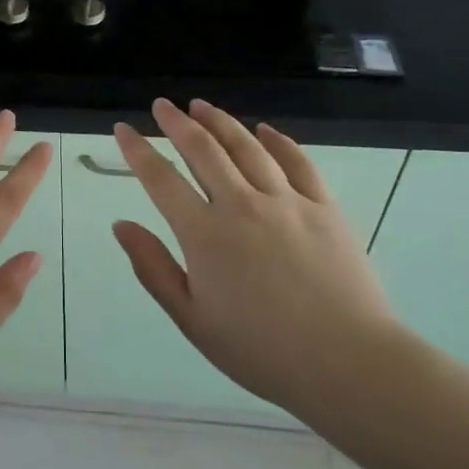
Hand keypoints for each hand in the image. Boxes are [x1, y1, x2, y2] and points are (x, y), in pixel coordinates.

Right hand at [112, 98, 400, 419]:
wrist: (347, 363)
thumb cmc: (260, 350)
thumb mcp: (192, 319)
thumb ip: (153, 268)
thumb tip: (121, 225)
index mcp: (204, 234)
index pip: (161, 178)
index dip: (138, 150)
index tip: (123, 129)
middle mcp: (241, 204)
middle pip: (203, 150)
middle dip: (177, 122)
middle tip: (163, 105)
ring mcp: (287, 201)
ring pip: (247, 147)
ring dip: (221, 122)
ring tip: (202, 106)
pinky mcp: (324, 207)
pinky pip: (297, 162)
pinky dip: (277, 141)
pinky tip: (264, 130)